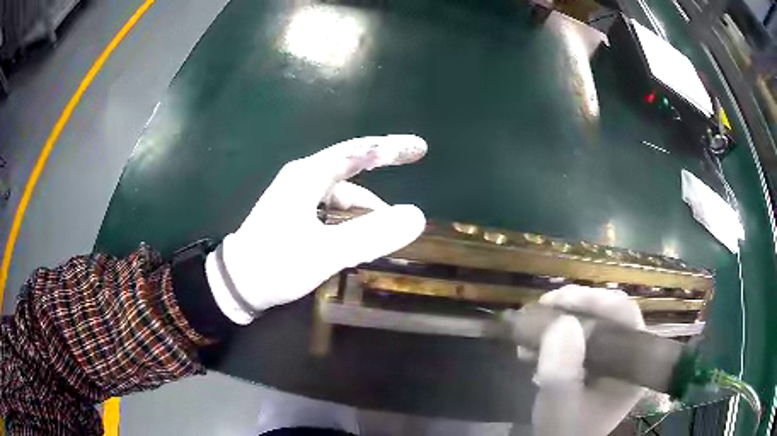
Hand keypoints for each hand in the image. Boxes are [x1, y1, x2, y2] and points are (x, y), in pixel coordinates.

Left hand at [205, 135, 427, 323]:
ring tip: (389, 230)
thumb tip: (417, 216)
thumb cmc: (276, 264)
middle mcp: (303, 179)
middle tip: (414, 163)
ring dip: (367, 208)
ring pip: (343, 194)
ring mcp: (298, 197)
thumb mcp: (326, 253)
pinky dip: (351, 219)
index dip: (390, 147)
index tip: (419, 147)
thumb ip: (371, 235)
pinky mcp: (295, 215)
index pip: (357, 152)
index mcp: (308, 176)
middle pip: (352, 166)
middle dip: (383, 166)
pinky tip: (362, 237)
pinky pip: (333, 209)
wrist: (236, 284)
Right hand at [527, 285, 645, 435]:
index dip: (594, 300)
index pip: (625, 316)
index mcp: (633, 365)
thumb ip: (561, 370)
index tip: (558, 300)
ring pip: (594, 322)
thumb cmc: (564, 430)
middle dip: (575, 306)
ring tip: (532, 327)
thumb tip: (563, 321)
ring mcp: (613, 358)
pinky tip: (534, 344)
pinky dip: (557, 334)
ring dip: (562, 319)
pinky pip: (581, 336)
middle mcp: (628, 355)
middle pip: (610, 315)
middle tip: (544, 305)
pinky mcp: (597, 361)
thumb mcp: (559, 405)